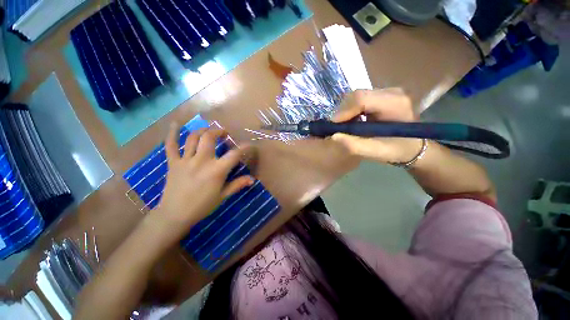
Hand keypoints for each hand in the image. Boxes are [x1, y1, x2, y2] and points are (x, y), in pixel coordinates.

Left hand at [146, 124, 253, 244]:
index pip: (234, 154)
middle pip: (210, 138)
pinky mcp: (173, 163)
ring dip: (202, 130)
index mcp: (216, 170)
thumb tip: (252, 179)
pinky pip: (171, 145)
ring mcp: (185, 160)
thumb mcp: (223, 196)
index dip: (244, 148)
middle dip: (219, 132)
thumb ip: (237, 185)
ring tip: (208, 130)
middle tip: (224, 133)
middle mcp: (202, 161)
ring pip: (193, 138)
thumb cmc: (202, 206)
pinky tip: (175, 123)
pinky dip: (172, 133)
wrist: (175, 215)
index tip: (249, 145)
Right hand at [331, 88, 423, 163]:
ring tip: (346, 126)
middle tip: (339, 128)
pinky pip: (360, 99)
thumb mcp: (376, 152)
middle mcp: (392, 92)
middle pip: (357, 95)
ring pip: (356, 96)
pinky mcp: (382, 95)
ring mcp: (387, 91)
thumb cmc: (398, 150)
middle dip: (343, 111)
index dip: (344, 111)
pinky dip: (351, 110)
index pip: (361, 98)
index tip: (334, 127)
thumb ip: (355, 145)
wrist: (413, 146)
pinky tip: (353, 121)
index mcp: (395, 104)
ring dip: (346, 111)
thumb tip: (333, 136)